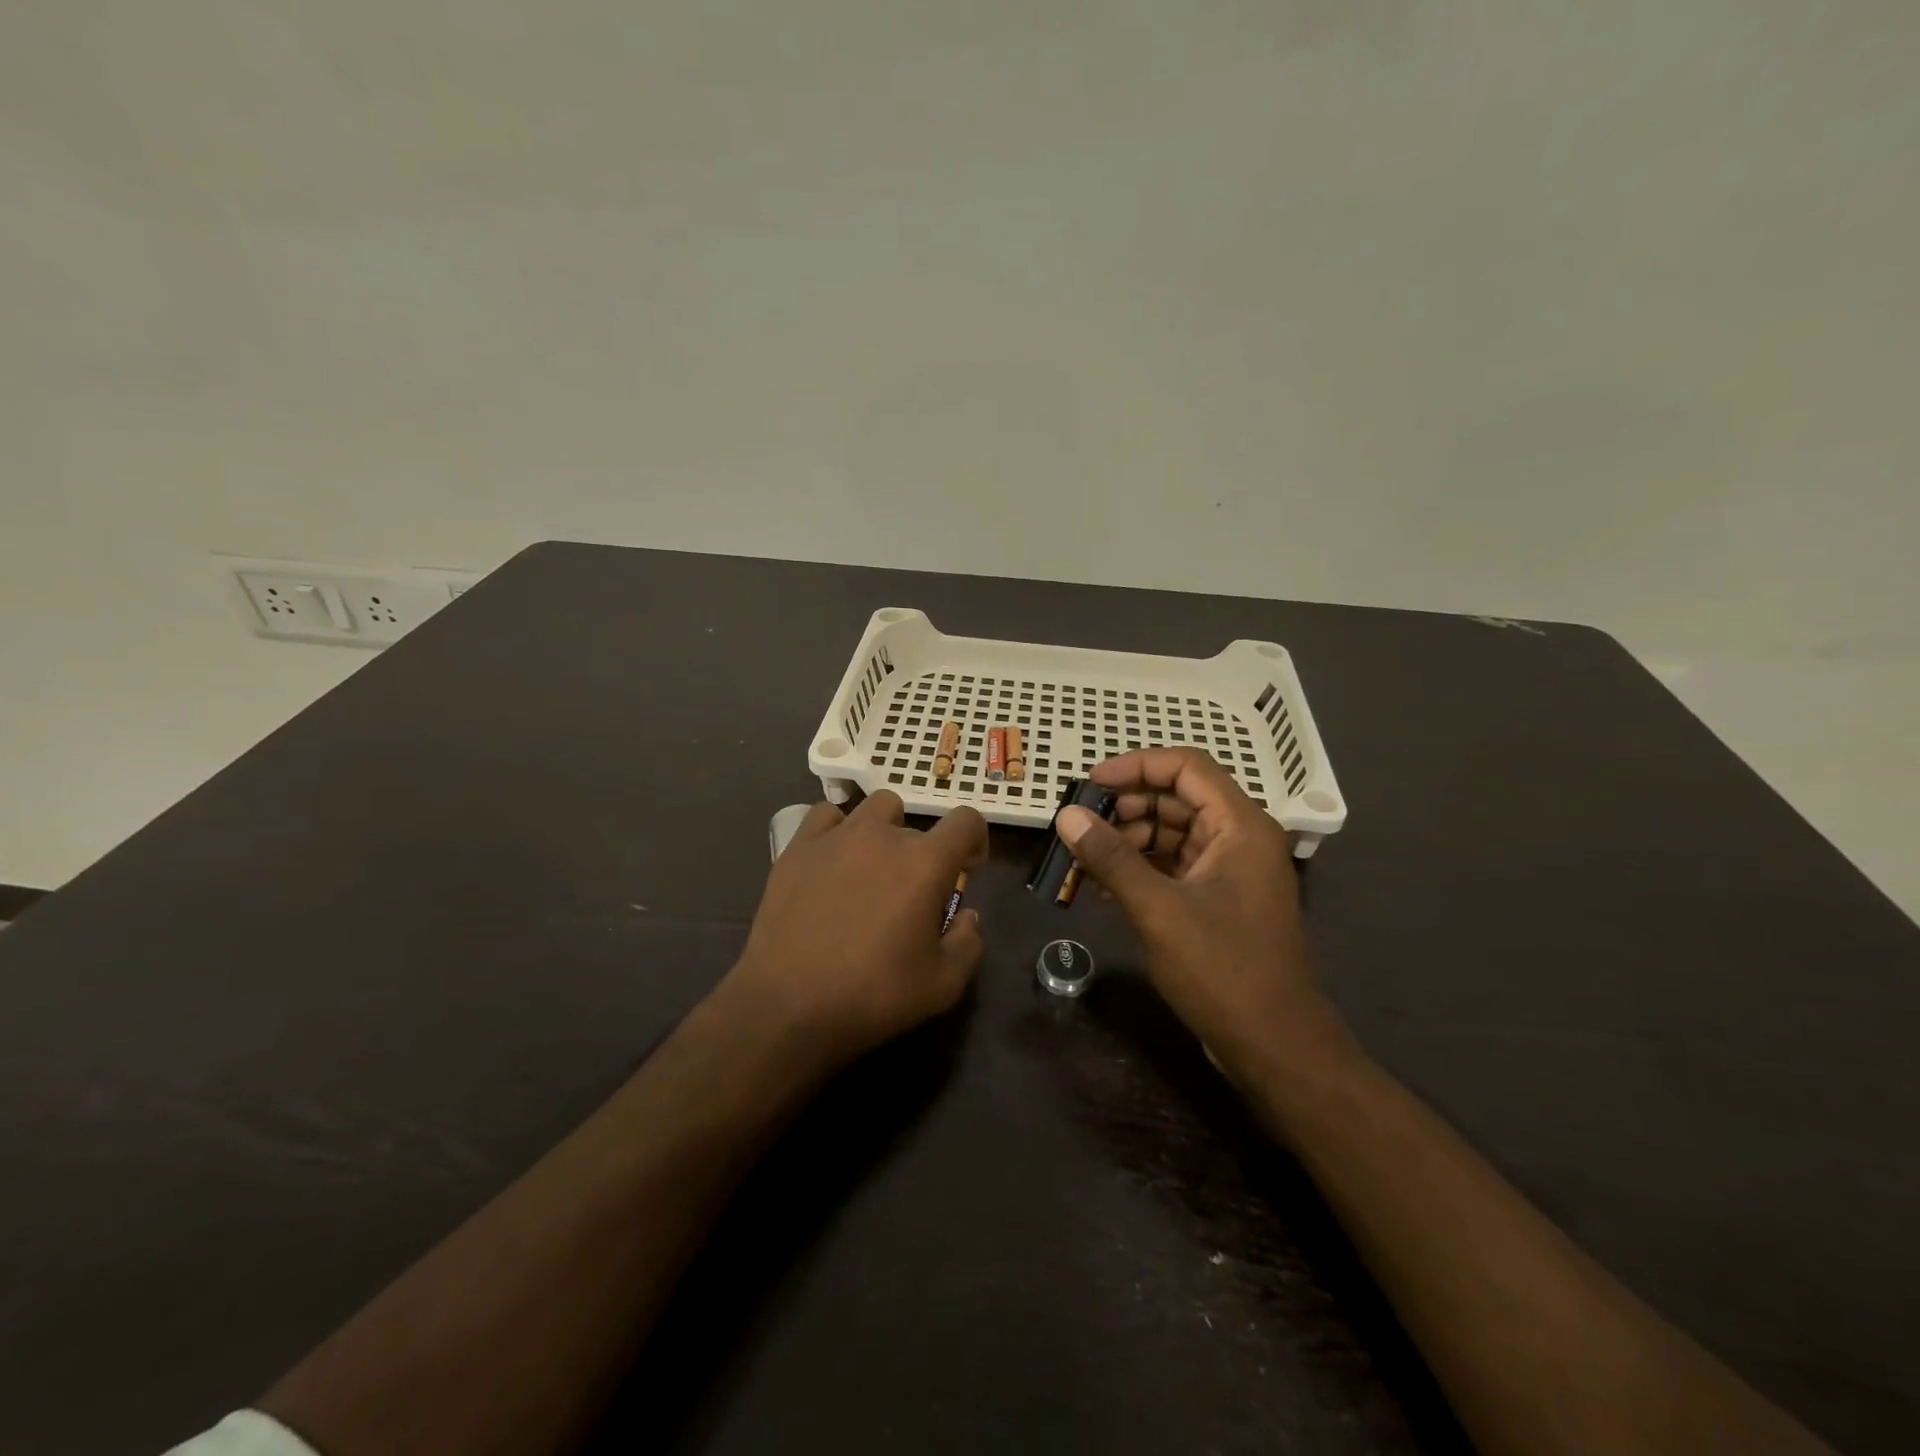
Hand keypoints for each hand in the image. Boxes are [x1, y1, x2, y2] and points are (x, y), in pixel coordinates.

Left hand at [724, 792, 986, 1071]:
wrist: (787, 1005)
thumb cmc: (873, 995)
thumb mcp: (942, 986)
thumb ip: (968, 944)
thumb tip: (967, 915)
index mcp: (926, 863)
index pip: (965, 820)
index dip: (974, 840)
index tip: (966, 869)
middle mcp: (884, 836)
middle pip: (918, 825)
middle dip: (923, 854)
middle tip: (910, 894)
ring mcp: (836, 836)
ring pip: (875, 808)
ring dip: (885, 830)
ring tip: (872, 868)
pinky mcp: (798, 847)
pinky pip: (826, 816)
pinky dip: (838, 830)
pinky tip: (833, 860)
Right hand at [1055, 748, 1341, 1069]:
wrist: (1273, 1045)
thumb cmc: (1222, 970)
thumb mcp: (1158, 910)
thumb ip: (1111, 858)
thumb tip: (1067, 815)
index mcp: (1240, 825)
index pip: (1186, 766)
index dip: (1135, 766)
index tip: (1089, 783)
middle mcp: (1239, 838)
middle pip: (1176, 798)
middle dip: (1125, 808)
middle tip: (1078, 827)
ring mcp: (1229, 870)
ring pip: (1170, 833)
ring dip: (1126, 842)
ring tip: (1082, 861)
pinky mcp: (1218, 898)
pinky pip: (1173, 866)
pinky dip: (1139, 869)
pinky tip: (1101, 889)